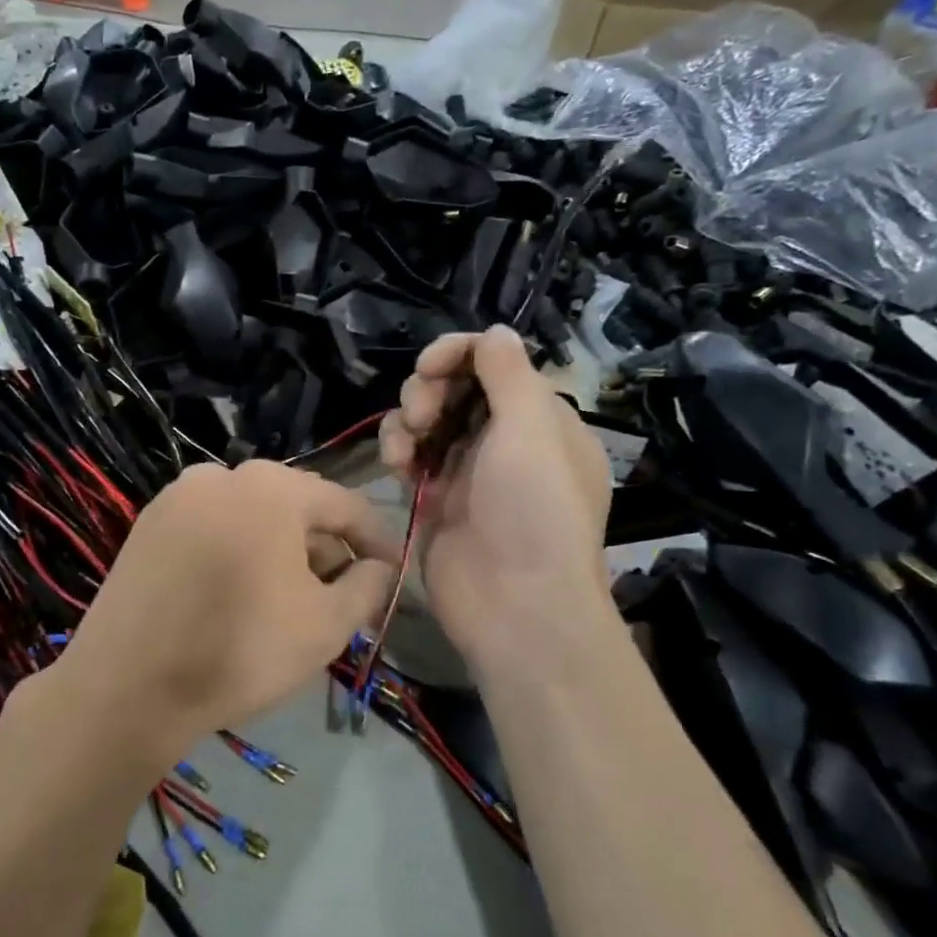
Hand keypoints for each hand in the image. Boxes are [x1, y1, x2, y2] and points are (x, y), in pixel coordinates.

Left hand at [59, 461, 397, 763]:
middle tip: (342, 595)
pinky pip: (213, 528)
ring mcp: (178, 496)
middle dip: (326, 548)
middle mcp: (221, 474)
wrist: (128, 686)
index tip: (391, 575)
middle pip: (295, 506)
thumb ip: (368, 586)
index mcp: (271, 486)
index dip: (376, 541)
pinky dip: (239, 552)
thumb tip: (378, 567)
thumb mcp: (327, 624)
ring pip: (251, 517)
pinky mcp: (148, 524)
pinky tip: (241, 594)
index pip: (345, 505)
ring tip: (292, 600)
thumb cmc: (241, 650)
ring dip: (282, 551)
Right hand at [378, 326, 612, 674]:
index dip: (458, 353)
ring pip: (426, 418)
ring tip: (404, 448)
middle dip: (429, 389)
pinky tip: (396, 465)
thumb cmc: (533, 510)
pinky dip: (399, 450)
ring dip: (408, 419)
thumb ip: (508, 372)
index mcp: (540, 418)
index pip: (494, 362)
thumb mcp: (531, 429)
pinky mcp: (435, 497)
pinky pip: (411, 455)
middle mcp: (505, 438)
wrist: (515, 605)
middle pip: (455, 385)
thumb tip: (495, 331)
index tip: (430, 366)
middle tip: (422, 415)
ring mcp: (468, 469)